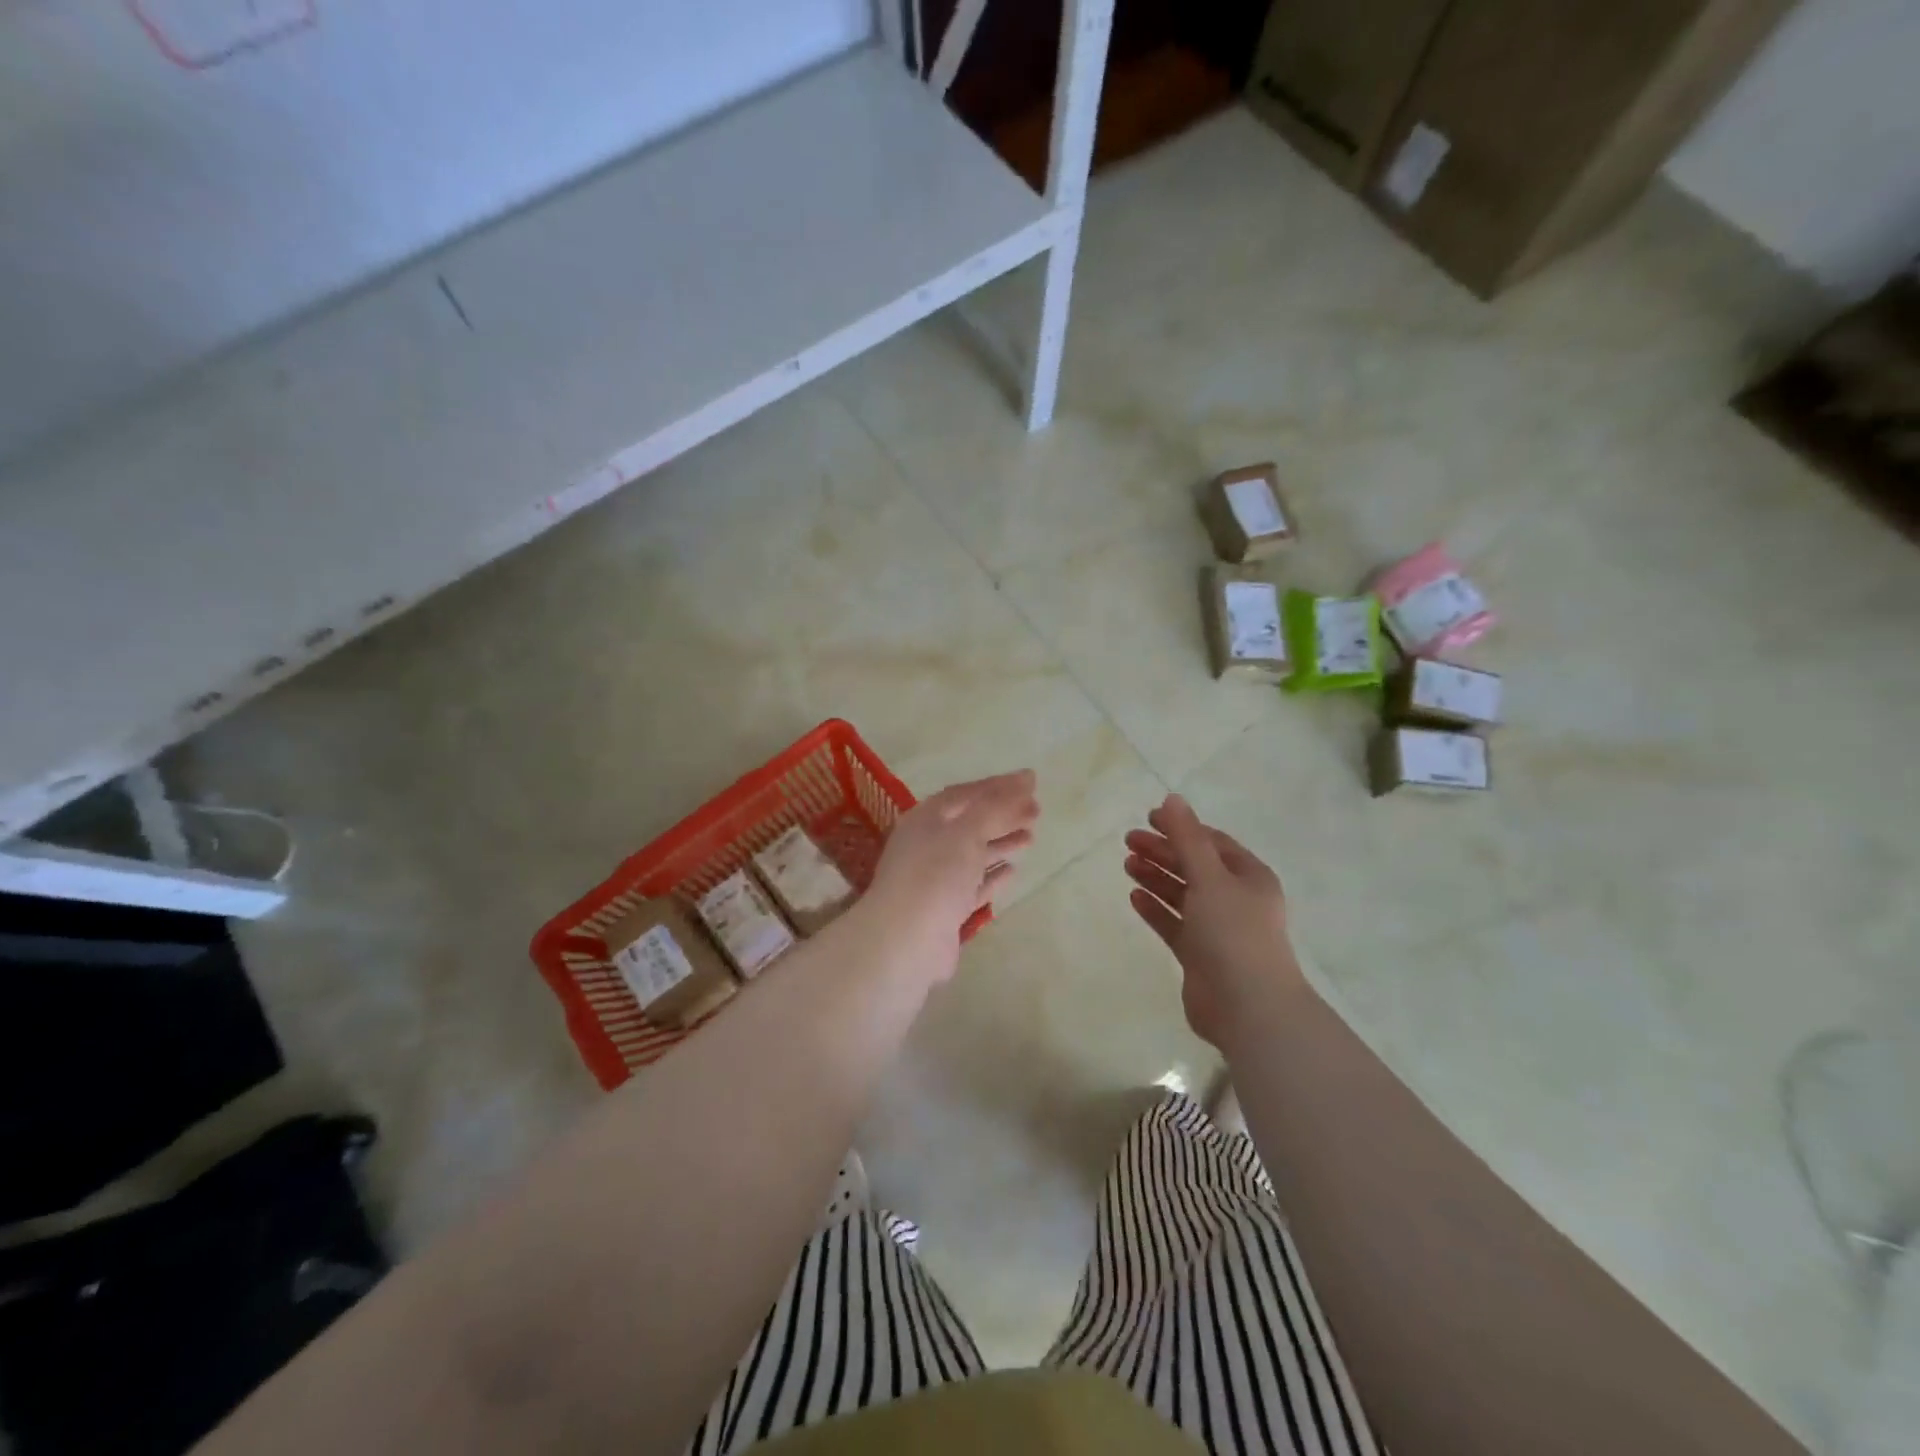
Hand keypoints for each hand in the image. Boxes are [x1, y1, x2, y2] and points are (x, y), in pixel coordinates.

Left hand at [861, 770, 1038, 987]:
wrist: (906, 940)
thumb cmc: (935, 874)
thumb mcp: (967, 831)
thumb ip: (997, 806)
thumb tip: (1025, 778)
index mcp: (927, 819)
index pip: (967, 794)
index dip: (998, 786)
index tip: (1031, 781)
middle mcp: (929, 844)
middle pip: (971, 822)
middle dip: (1003, 814)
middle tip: (1037, 810)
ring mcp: (936, 878)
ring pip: (974, 853)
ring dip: (1002, 842)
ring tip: (1032, 837)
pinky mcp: (947, 908)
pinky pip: (974, 885)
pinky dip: (993, 875)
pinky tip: (1013, 870)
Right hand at [1124, 794, 1308, 1049]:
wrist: (1248, 1008)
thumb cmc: (1233, 933)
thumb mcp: (1210, 877)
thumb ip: (1188, 838)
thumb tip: (1172, 798)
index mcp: (1249, 877)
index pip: (1213, 842)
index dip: (1183, 828)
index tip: (1150, 818)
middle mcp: (1236, 900)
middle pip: (1195, 866)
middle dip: (1163, 851)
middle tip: (1128, 840)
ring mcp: (1218, 929)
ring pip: (1182, 895)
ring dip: (1157, 877)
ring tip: (1126, 863)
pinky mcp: (1200, 956)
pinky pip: (1174, 924)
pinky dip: (1156, 909)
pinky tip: (1134, 896)